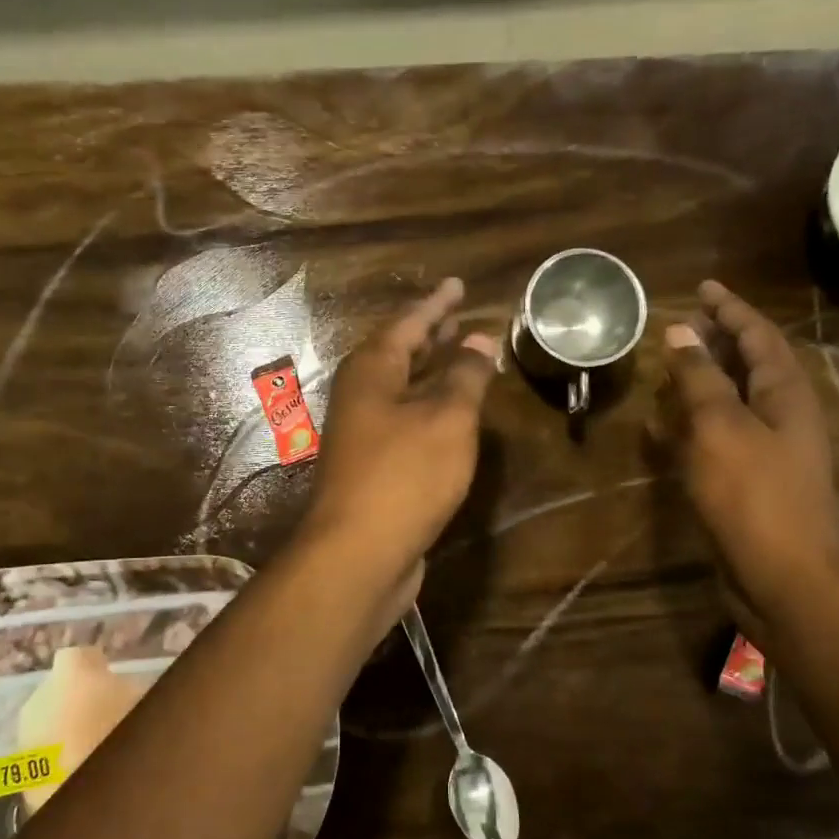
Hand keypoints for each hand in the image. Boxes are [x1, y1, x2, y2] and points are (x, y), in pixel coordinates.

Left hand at [299, 278, 499, 609]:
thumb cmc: (405, 475)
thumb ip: (465, 376)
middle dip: (430, 336)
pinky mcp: (373, 468)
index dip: (437, 304)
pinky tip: (450, 418)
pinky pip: (405, 422)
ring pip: (401, 390)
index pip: (408, 323)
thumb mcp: (447, 419)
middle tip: (458, 318)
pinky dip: (429, 410)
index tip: (458, 284)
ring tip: (460, 358)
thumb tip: (479, 340)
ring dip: (430, 373)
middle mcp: (361, 396)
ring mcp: (363, 434)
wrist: (359, 553)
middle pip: (398, 354)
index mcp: (372, 371)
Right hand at [657, 280, 838, 628]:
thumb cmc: (753, 495)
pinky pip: (719, 436)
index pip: (758, 335)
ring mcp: (767, 451)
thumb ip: (700, 378)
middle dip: (717, 340)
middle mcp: (782, 416)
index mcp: (786, 393)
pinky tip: (664, 427)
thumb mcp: (721, 428)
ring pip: (733, 401)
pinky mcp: (748, 481)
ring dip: (703, 380)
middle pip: (749, 364)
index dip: (730, 308)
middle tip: (682, 324)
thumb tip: (681, 331)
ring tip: (669, 366)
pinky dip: (693, 423)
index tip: (702, 287)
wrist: (782, 576)